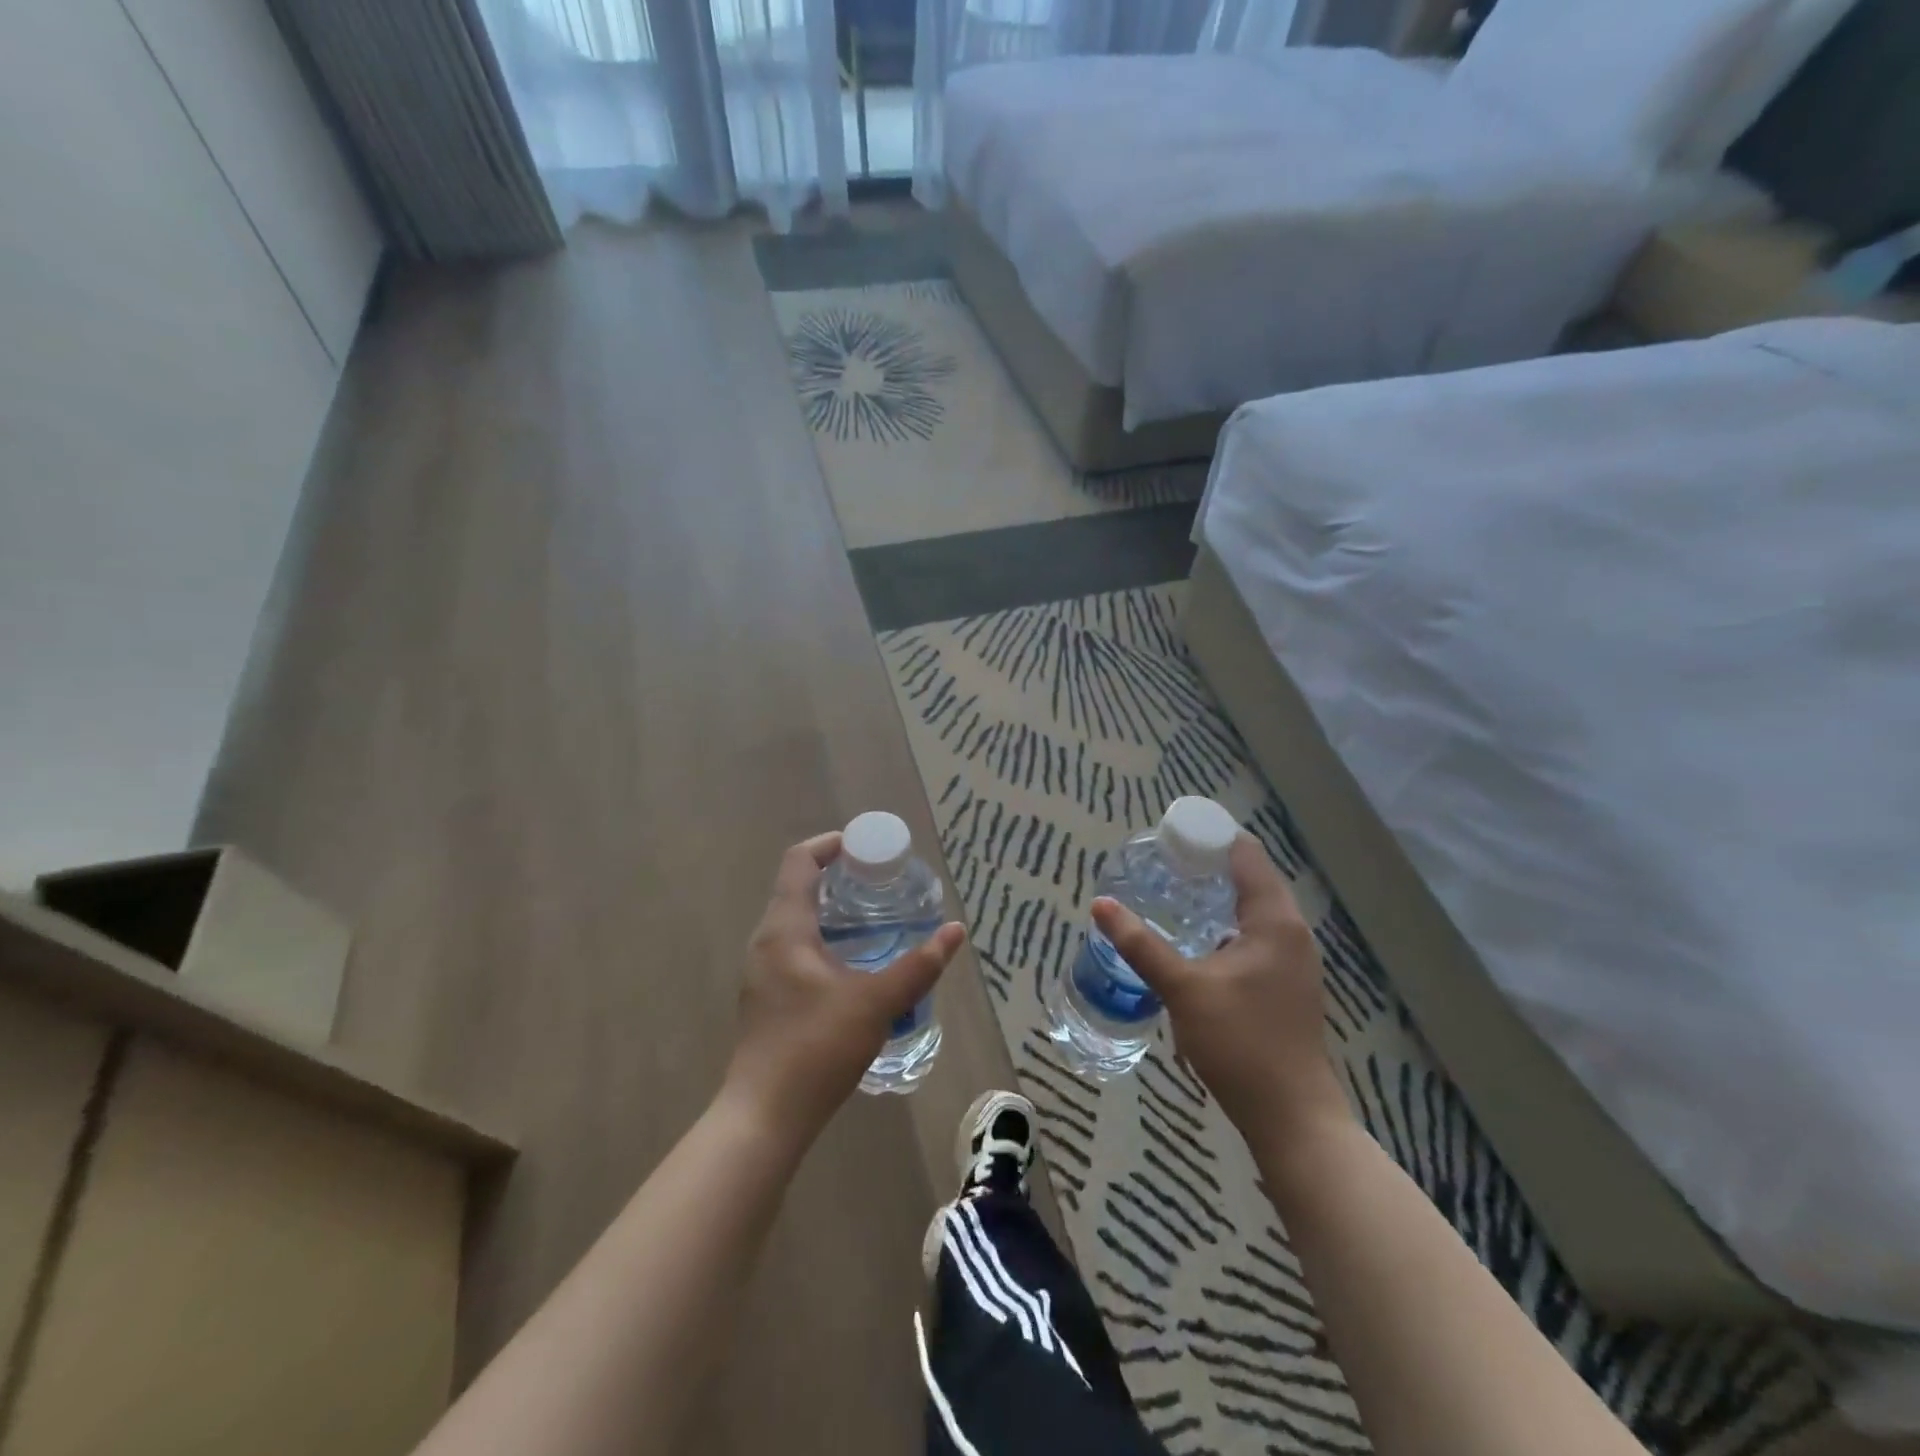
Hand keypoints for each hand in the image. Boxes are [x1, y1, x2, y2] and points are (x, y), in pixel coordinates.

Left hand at [722, 832, 965, 1144]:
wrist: (764, 1118)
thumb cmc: (815, 1048)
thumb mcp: (875, 1003)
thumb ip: (917, 967)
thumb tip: (954, 932)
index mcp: (785, 929)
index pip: (799, 862)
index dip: (830, 845)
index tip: (866, 848)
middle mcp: (766, 942)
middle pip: (798, 889)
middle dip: (839, 879)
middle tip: (881, 884)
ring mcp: (762, 972)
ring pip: (797, 923)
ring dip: (832, 913)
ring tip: (875, 922)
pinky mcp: (766, 999)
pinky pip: (795, 950)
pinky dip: (824, 942)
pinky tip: (855, 967)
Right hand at [1091, 834, 1347, 1139]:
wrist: (1292, 1117)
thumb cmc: (1240, 1042)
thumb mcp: (1183, 989)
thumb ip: (1141, 944)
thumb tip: (1101, 904)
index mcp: (1274, 921)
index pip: (1246, 855)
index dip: (1210, 837)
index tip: (1172, 833)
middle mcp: (1292, 932)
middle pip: (1252, 879)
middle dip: (1209, 866)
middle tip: (1163, 862)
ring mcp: (1294, 961)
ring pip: (1254, 910)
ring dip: (1218, 897)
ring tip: (1174, 893)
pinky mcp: (1288, 986)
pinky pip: (1257, 936)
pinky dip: (1227, 925)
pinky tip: (1197, 941)